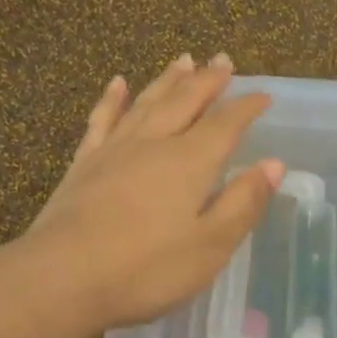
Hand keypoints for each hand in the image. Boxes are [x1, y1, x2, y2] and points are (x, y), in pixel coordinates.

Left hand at [25, 54, 283, 332]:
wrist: (62, 277)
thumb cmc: (146, 269)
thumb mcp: (210, 245)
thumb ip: (243, 202)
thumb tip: (274, 164)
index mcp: (190, 162)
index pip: (226, 124)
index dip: (246, 107)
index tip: (263, 94)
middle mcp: (154, 143)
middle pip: (185, 101)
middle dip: (208, 80)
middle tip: (223, 60)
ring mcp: (115, 149)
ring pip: (148, 102)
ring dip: (168, 80)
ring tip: (183, 59)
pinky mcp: (84, 163)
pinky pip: (103, 119)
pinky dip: (113, 99)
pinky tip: (118, 84)